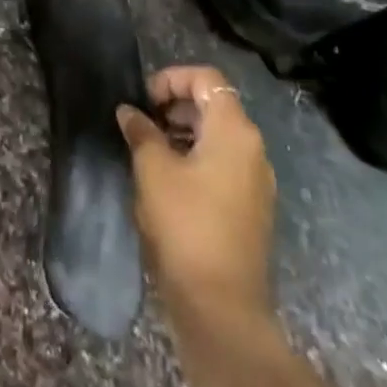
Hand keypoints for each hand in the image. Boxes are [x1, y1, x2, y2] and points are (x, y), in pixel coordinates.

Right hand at [117, 65, 275, 325]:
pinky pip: (222, 164)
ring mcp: (256, 181)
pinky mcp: (251, 208)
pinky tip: (166, 179)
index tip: (143, 99)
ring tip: (147, 150)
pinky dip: (195, 157)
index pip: (206, 79)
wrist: (221, 307)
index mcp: (234, 131)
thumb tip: (129, 112)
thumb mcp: (153, 169)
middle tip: (141, 123)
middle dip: (174, 105)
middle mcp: (253, 149)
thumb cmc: (185, 224)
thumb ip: (141, 131)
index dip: (171, 79)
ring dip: (182, 132)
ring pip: (217, 136)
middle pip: (214, 105)